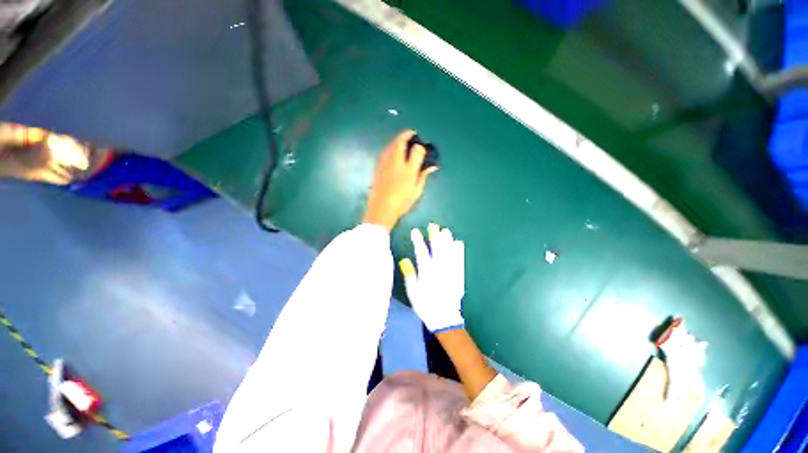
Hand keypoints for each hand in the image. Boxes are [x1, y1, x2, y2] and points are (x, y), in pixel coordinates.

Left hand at [363, 130, 437, 230]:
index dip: (421, 146)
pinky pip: (385, 152)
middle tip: (412, 134)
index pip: (417, 149)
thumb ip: (423, 175)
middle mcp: (396, 162)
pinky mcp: (378, 166)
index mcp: (408, 168)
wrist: (381, 208)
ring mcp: (384, 163)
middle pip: (400, 141)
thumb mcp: (416, 190)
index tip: (422, 148)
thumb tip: (431, 167)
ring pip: (391, 145)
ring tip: (403, 142)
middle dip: (407, 135)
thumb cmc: (402, 201)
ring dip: (397, 140)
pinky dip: (391, 148)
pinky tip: (393, 154)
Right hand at [399, 223, 464, 331]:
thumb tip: (405, 260)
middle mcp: (439, 270)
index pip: (421, 253)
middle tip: (433, 226)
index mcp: (426, 273)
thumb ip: (410, 275)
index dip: (417, 241)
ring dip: (447, 241)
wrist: (444, 318)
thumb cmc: (426, 305)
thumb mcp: (413, 292)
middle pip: (437, 249)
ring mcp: (450, 272)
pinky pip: (459, 260)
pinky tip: (458, 243)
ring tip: (445, 231)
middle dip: (434, 236)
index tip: (415, 231)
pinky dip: (459, 251)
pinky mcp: (458, 275)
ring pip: (448, 253)